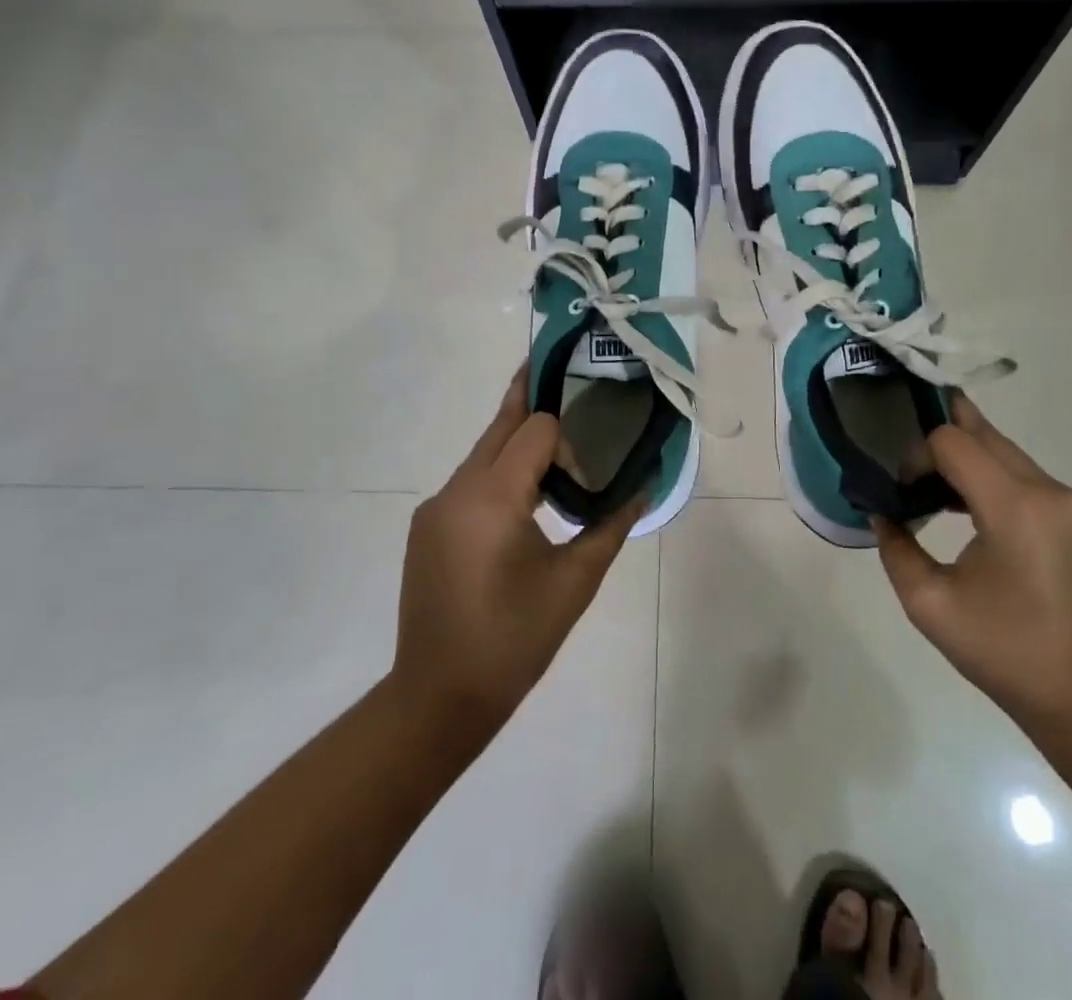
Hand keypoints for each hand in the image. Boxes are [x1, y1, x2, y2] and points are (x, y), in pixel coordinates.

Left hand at [392, 370, 643, 737]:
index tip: (592, 454)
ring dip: (518, 444)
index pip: (534, 430)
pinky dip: (500, 475)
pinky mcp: (427, 526)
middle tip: (568, 372)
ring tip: (559, 449)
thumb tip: (644, 485)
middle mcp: (456, 490)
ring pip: (484, 454)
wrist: (438, 699)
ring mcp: (435, 507)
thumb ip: (611, 525)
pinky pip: (470, 482)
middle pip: (500, 426)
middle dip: (533, 399)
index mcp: (492, 498)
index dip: (568, 434)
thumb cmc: (515, 641)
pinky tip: (525, 502)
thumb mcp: (575, 582)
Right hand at [874, 394, 1071, 734]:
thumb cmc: (1006, 654)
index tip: (903, 492)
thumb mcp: (930, 604)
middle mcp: (1054, 492)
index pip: (953, 442)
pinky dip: (1000, 483)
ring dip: (971, 463)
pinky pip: (1034, 482)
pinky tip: (979, 516)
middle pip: (986, 436)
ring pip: (1011, 456)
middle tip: (911, 462)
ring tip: (938, 492)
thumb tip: (882, 514)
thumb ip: (895, 547)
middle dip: (943, 443)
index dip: (918, 456)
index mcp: (1016, 507)